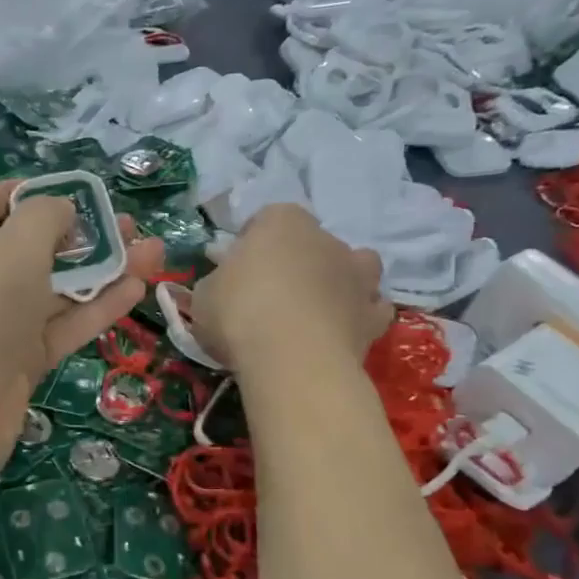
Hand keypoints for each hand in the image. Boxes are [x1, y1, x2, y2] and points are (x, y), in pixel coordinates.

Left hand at [0, 181, 165, 474]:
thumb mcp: (14, 248)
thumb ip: (43, 217)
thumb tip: (61, 210)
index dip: (22, 191)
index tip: (67, 192)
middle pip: (27, 247)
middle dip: (78, 233)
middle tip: (127, 225)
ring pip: (52, 289)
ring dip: (99, 269)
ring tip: (152, 251)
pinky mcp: (17, 362)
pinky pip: (59, 326)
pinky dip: (95, 308)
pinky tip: (137, 288)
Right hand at [182, 205, 390, 373]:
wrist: (292, 359)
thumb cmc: (239, 315)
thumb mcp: (204, 296)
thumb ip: (217, 283)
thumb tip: (222, 283)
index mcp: (281, 222)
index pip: (266, 219)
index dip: (250, 244)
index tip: (236, 269)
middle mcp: (326, 239)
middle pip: (310, 243)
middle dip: (295, 262)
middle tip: (269, 295)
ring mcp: (357, 275)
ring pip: (355, 267)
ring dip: (339, 281)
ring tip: (314, 309)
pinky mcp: (374, 315)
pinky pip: (370, 308)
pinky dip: (358, 316)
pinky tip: (338, 332)